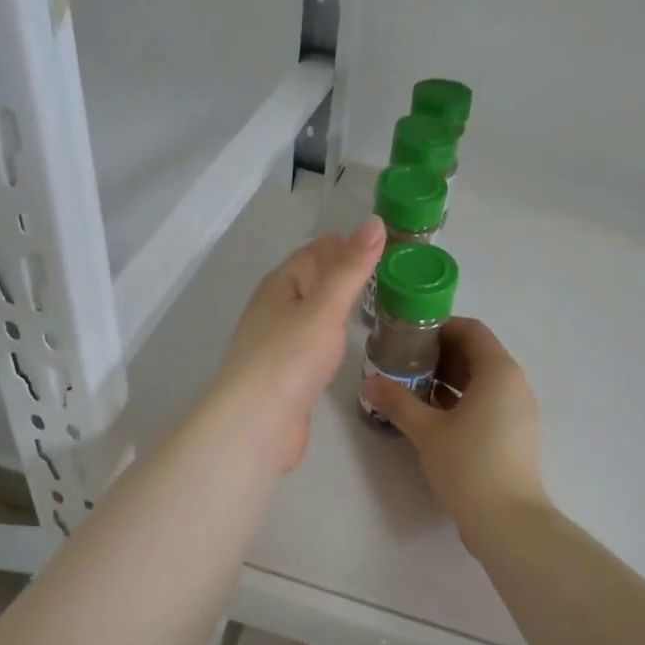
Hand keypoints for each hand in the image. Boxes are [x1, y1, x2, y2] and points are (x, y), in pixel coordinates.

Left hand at [208, 218, 384, 474]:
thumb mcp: (326, 306)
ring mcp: (277, 343)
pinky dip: (330, 335)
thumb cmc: (290, 357)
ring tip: (375, 303)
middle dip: (342, 273)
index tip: (382, 242)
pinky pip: (311, 342)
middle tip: (387, 272)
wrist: (256, 423)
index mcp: (280, 285)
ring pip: (311, 313)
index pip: (314, 252)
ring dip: (336, 305)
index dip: (344, 244)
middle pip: (311, 281)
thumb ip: (352, 268)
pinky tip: (346, 343)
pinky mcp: (285, 374)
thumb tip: (374, 222)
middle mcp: (274, 309)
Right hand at [361, 317, 547, 530]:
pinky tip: (434, 416)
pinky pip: (488, 401)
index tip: (408, 339)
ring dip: (449, 379)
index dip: (439, 328)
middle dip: (440, 354)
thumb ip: (397, 402)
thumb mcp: (426, 430)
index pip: (471, 329)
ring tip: (413, 389)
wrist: (508, 521)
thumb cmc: (468, 464)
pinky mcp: (516, 433)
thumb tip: (369, 382)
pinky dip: (462, 399)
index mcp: (498, 371)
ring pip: (482, 380)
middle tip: (404, 364)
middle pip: (477, 353)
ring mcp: (519, 410)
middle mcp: (514, 383)